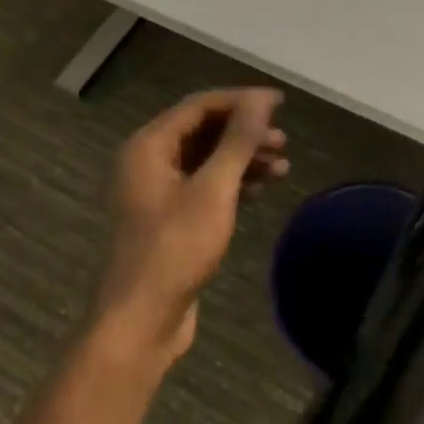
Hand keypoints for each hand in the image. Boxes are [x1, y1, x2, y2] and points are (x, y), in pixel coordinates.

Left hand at [93, 88, 286, 370]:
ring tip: (282, 167)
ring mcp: (156, 191)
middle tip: (283, 141)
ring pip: (206, 159)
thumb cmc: (175, 249)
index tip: (280, 103)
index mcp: (149, 146)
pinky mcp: (168, 217)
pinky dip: (232, 183)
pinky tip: (261, 191)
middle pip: (203, 131)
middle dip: (245, 133)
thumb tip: (261, 99)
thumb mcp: (214, 190)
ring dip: (243, 159)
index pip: (200, 105)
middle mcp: (148, 161)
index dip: (241, 100)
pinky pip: (203, 185)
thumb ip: (238, 140)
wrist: (140, 323)